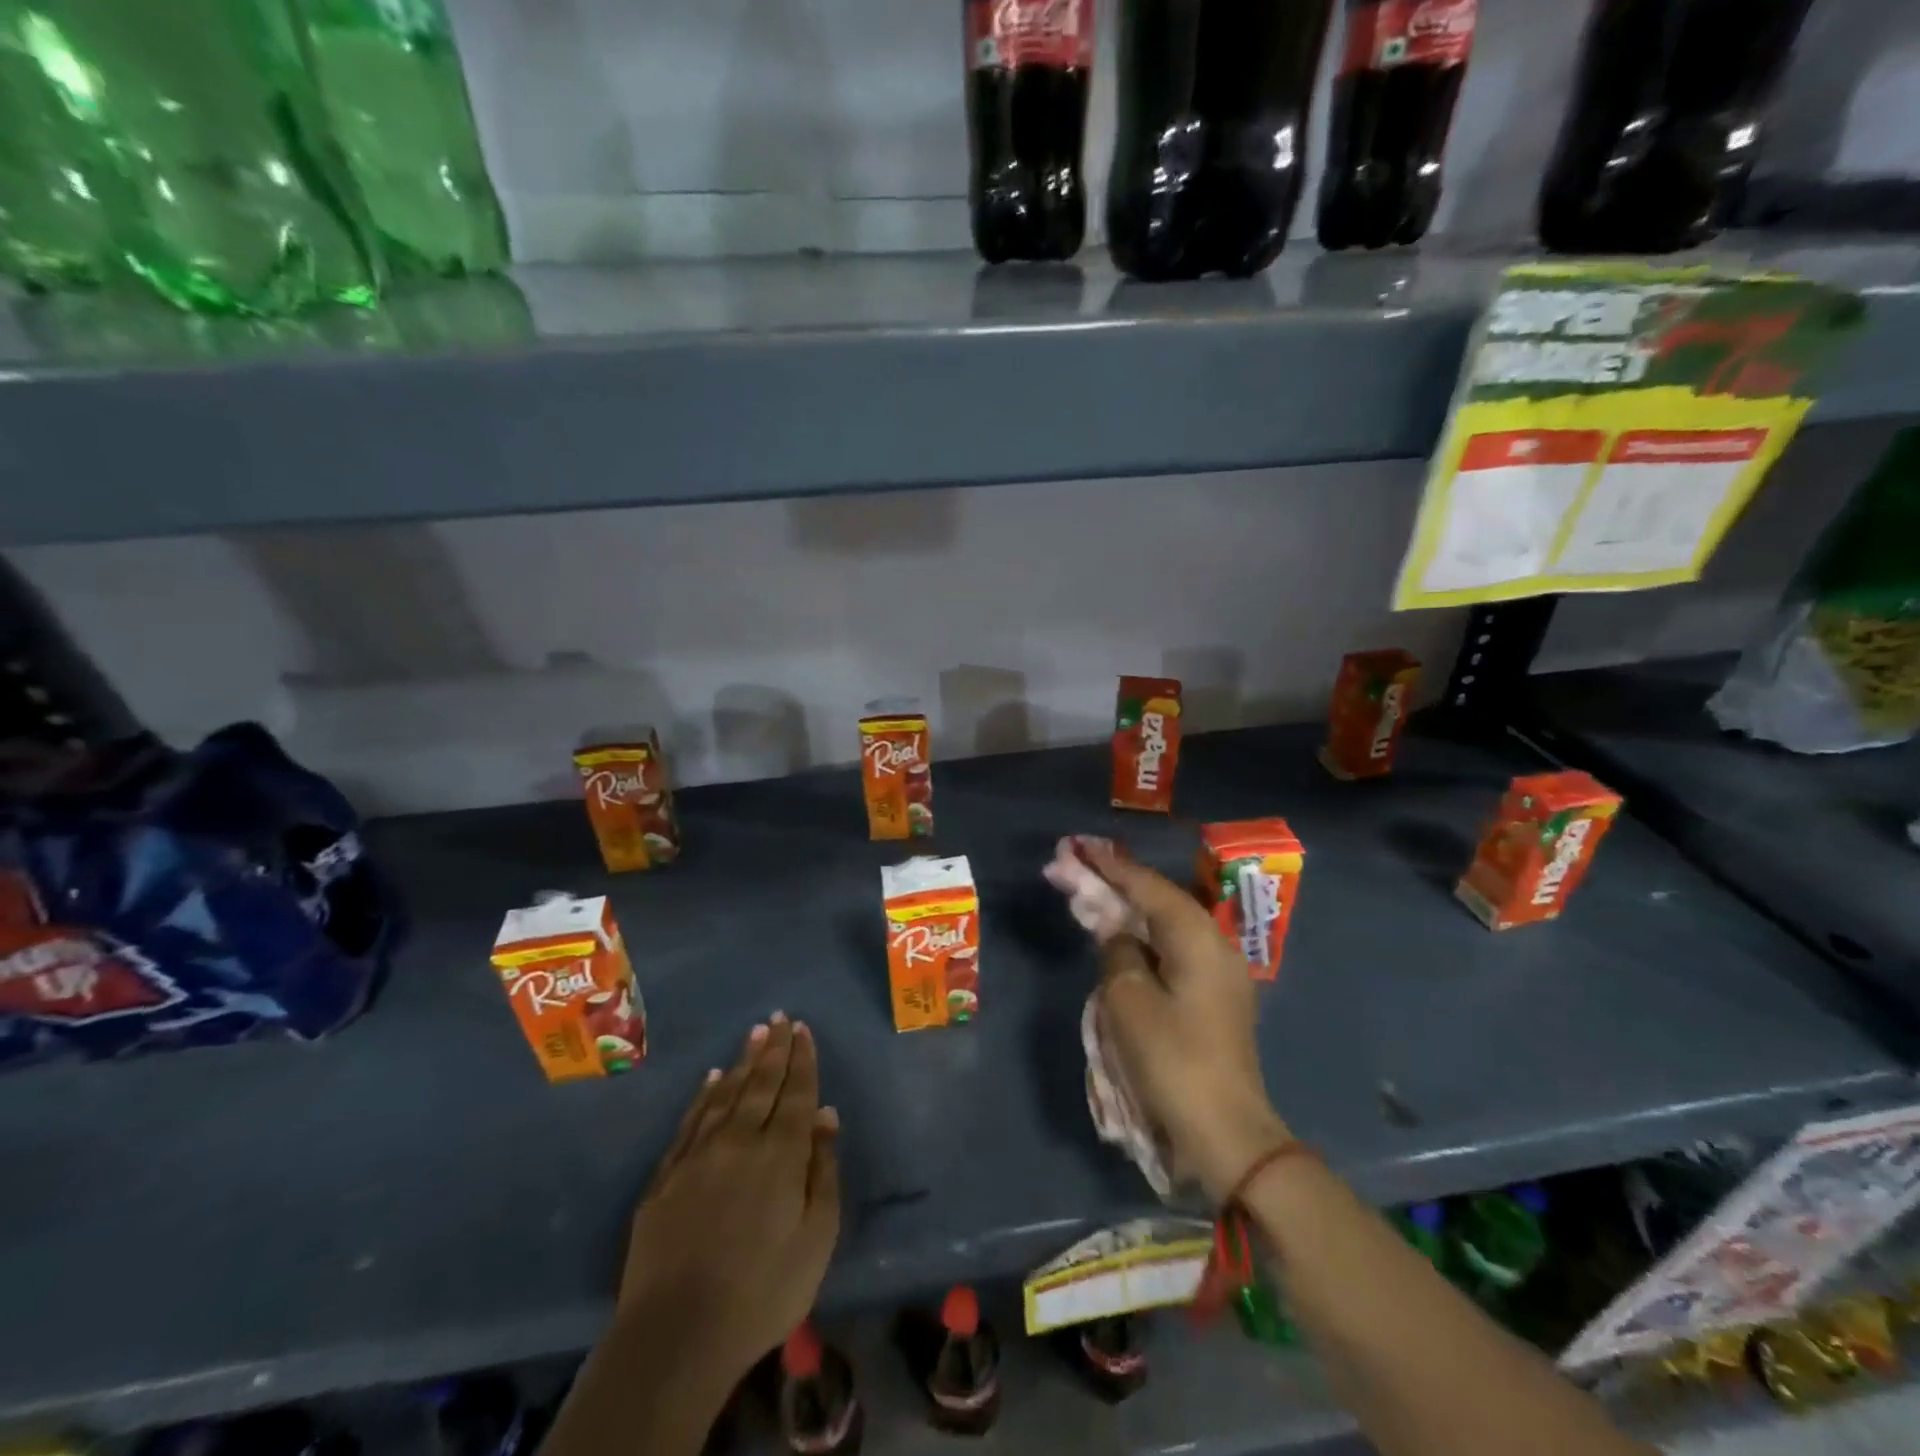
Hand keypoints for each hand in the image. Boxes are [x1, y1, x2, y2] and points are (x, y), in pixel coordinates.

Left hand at [619, 1014, 839, 1379]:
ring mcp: (698, 1156)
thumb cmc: (762, 1292)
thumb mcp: (816, 1238)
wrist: (676, 1336)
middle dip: (774, 1049)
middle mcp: (740, 1141)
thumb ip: (823, 1171)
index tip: (803, 1029)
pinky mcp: (666, 1177)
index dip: (802, 1060)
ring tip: (755, 1033)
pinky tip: (712, 1078)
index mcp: (781, 1155)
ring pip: (726, 1094)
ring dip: (743, 1061)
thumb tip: (825, 1115)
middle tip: (780, 1018)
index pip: (795, 1093)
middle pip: (761, 1084)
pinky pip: (691, 1121)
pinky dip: (704, 1095)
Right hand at [1083, 841, 1291, 1202]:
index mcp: (1197, 938)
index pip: (1148, 887)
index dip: (1111, 866)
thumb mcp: (1128, 1000)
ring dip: (1129, 912)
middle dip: (1118, 884)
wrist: (1226, 1134)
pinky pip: (1173, 952)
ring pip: (1167, 927)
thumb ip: (1118, 951)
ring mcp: (1219, 974)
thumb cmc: (1172, 1060)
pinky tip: (1122, 940)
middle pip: (1159, 902)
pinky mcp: (1215, 1000)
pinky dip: (1144, 939)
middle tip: (1077, 868)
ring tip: (1093, 897)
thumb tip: (1117, 932)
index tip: (1079, 847)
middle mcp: (1214, 946)